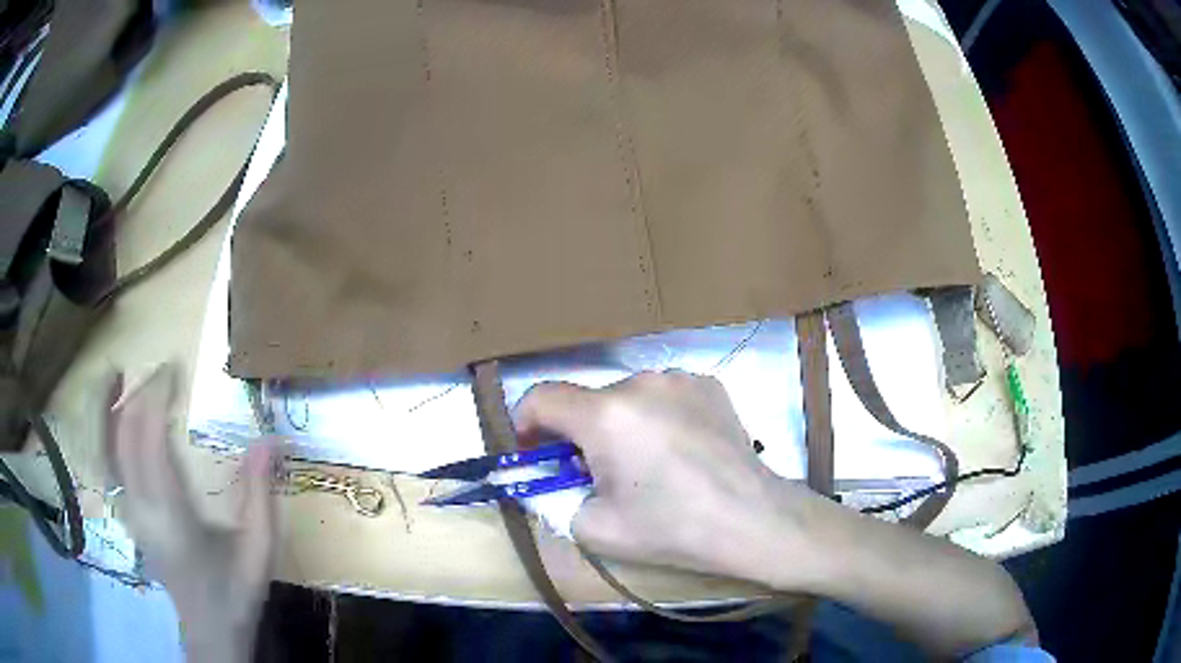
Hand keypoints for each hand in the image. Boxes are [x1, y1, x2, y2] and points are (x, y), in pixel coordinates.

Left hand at [103, 364, 277, 661]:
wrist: (210, 632)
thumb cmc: (234, 593)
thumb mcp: (258, 552)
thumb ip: (260, 496)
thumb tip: (269, 439)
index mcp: (169, 513)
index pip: (147, 437)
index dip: (154, 395)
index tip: (173, 370)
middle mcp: (139, 506)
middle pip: (121, 434)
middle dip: (137, 392)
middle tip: (160, 370)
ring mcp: (127, 511)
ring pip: (103, 447)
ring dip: (104, 406)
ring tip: (115, 373)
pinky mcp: (126, 515)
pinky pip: (105, 464)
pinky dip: (102, 432)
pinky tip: (111, 418)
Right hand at [513, 370, 836, 585]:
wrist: (752, 519)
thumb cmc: (672, 528)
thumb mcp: (595, 529)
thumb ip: (559, 499)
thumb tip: (563, 482)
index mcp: (605, 415)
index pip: (541, 397)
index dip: (525, 423)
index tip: (534, 451)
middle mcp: (640, 382)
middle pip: (587, 400)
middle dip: (579, 433)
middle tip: (597, 472)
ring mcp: (680, 378)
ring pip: (627, 396)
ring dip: (620, 423)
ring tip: (647, 463)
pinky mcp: (709, 384)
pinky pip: (664, 395)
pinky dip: (657, 416)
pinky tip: (680, 450)